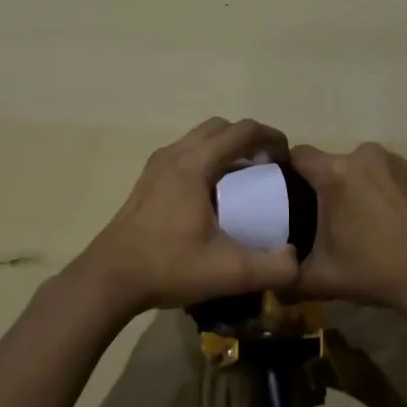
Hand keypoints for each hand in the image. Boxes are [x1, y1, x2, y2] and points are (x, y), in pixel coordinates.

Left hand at [75, 118, 299, 314]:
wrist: (110, 279)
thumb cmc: (168, 267)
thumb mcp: (229, 273)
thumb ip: (273, 268)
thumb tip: (297, 260)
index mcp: (195, 166)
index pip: (243, 131)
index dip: (272, 139)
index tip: (287, 162)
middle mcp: (175, 155)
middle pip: (221, 127)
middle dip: (250, 140)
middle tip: (267, 168)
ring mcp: (157, 165)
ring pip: (200, 138)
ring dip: (226, 148)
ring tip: (244, 180)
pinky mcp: (147, 180)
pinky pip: (186, 153)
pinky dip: (207, 160)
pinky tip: (213, 195)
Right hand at [290, 143, 406, 322]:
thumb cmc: (373, 272)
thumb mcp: (319, 278)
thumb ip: (286, 274)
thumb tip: (271, 275)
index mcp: (335, 174)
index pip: (299, 155)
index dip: (289, 172)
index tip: (288, 195)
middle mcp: (365, 156)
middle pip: (333, 164)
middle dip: (328, 186)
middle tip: (329, 218)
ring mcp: (397, 161)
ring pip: (363, 168)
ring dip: (358, 186)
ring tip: (364, 220)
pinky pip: (391, 175)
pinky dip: (386, 190)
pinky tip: (392, 219)